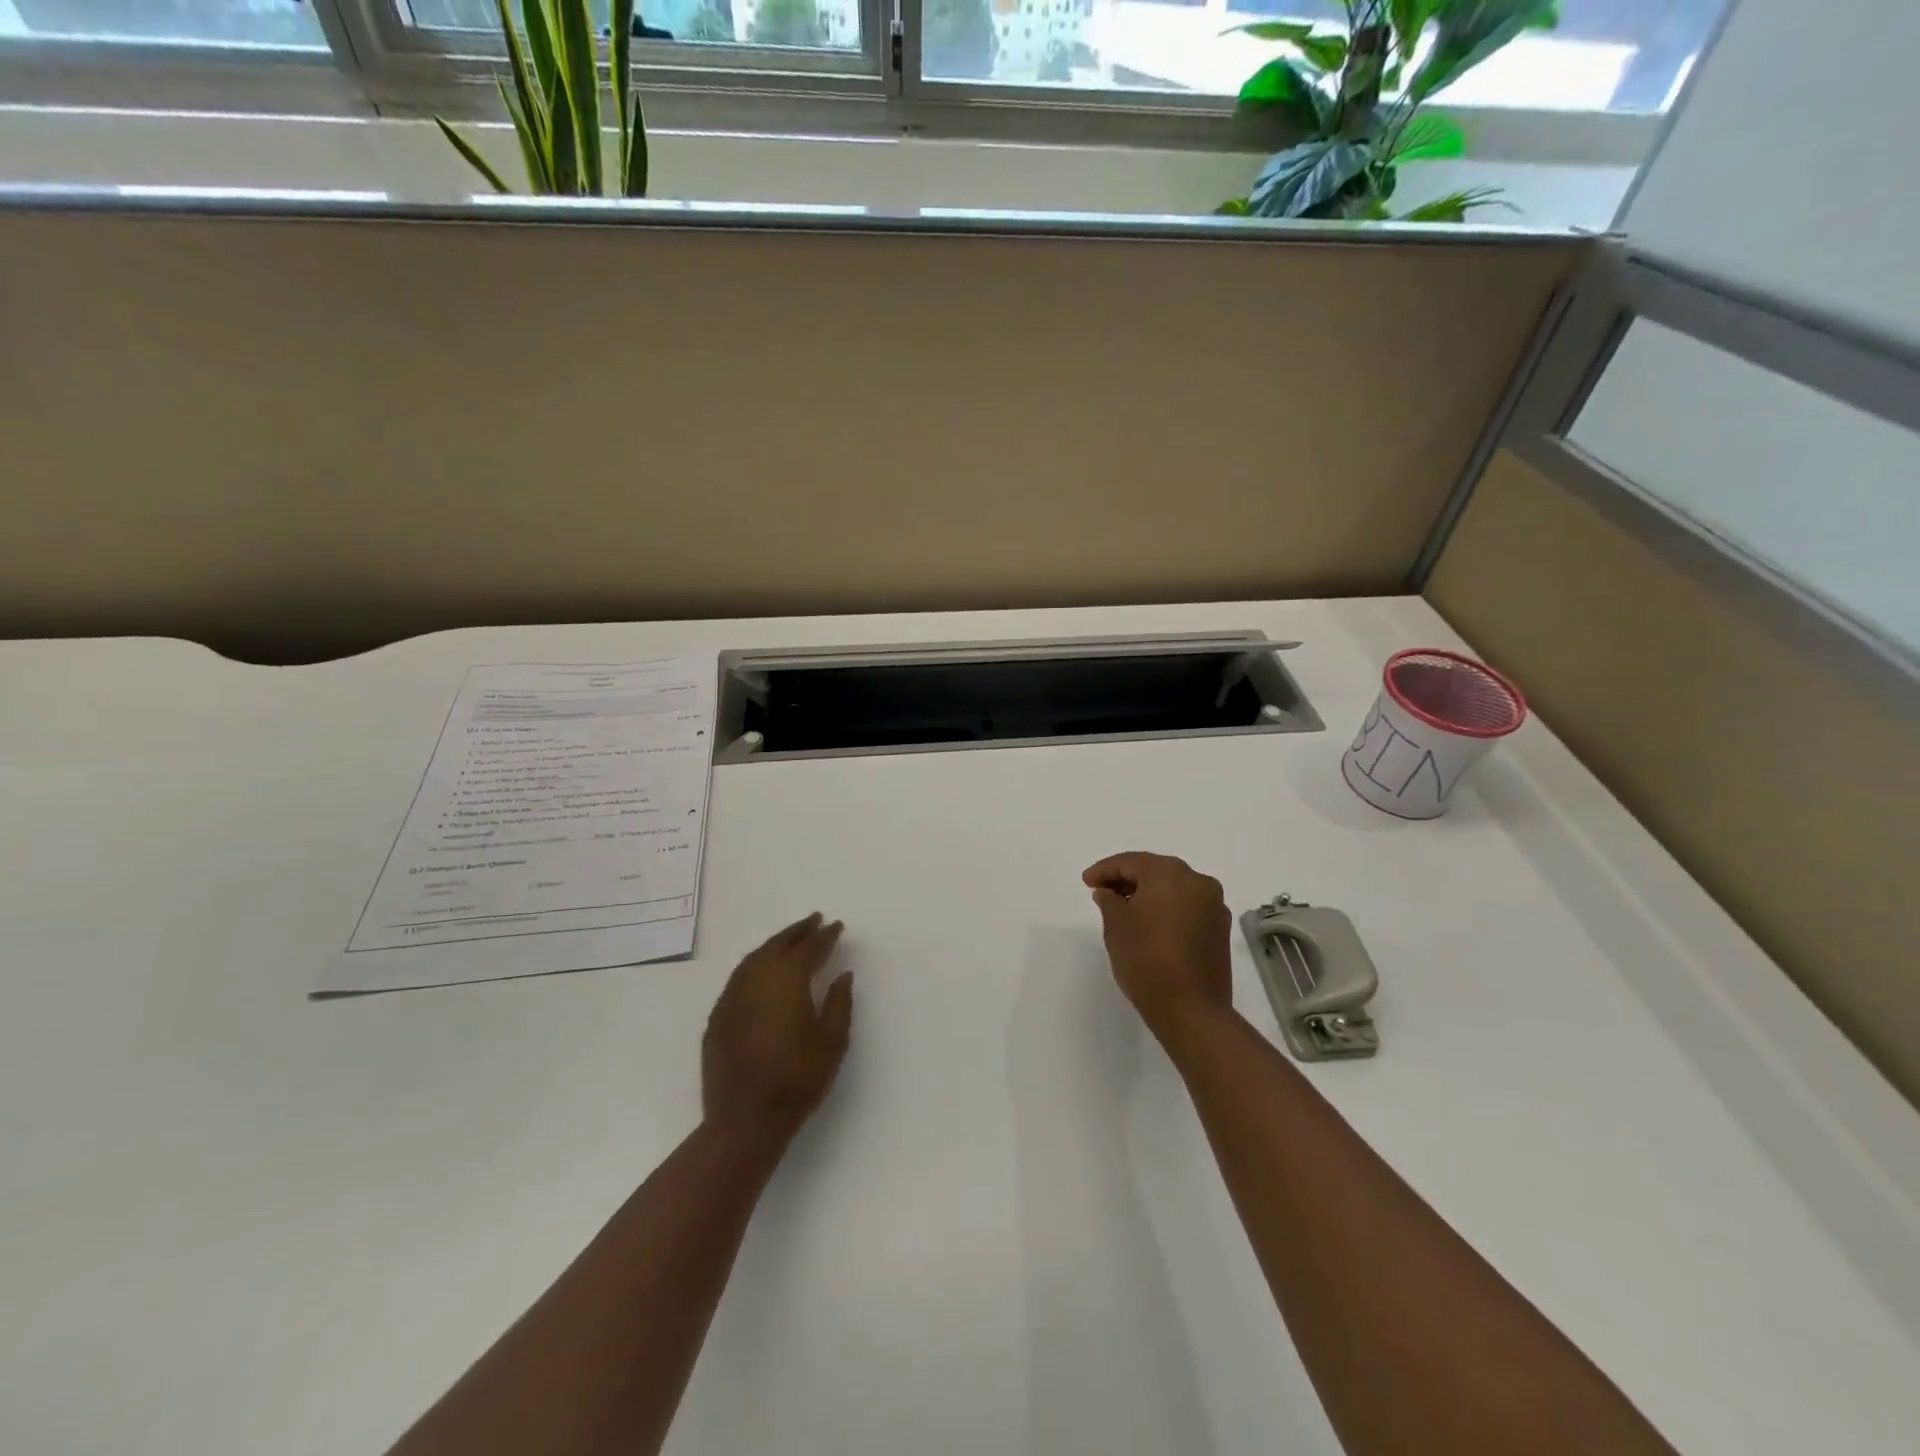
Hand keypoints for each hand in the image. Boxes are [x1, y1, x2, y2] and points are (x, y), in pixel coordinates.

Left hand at [702, 913, 853, 1143]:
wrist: (745, 1120)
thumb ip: (839, 1003)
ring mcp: (733, 996)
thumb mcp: (832, 1042)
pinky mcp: (718, 1015)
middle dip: (798, 931)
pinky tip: (763, 970)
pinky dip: (756, 964)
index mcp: (787, 980)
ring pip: (755, 957)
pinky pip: (740, 976)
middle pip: (778, 944)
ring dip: (775, 944)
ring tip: (792, 939)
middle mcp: (757, 979)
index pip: (809, 948)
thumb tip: (842, 974)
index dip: (825, 935)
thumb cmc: (797, 1080)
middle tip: (814, 920)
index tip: (837, 926)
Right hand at [1082, 852, 1232, 1042]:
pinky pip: (1188, 907)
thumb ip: (1109, 900)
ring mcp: (1214, 905)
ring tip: (1125, 908)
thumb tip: (1108, 892)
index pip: (1131, 862)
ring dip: (1149, 893)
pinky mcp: (1220, 929)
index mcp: (1169, 874)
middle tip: (1103, 891)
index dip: (1105, 870)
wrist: (1191, 1009)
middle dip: (1128, 879)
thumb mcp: (1116, 926)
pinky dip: (1168, 908)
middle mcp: (1197, 881)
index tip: (1087, 881)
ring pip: (1174, 888)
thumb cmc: (1146, 960)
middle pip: (1156, 871)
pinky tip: (1151, 923)